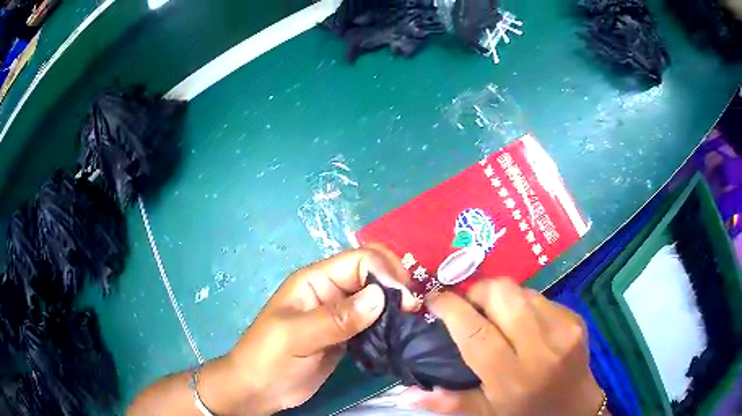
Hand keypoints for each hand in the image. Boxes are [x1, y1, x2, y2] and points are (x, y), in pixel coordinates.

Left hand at [202, 245, 417, 414]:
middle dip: (395, 284)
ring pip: (376, 296)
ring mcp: (340, 313)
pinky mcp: (347, 334)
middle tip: (411, 311)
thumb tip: (379, 296)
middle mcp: (330, 291)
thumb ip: (336, 318)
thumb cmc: (268, 358)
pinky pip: (374, 320)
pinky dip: (389, 323)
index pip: (359, 260)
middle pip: (372, 272)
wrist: (259, 389)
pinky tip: (398, 335)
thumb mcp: (296, 337)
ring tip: (411, 323)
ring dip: (395, 305)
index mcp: (315, 280)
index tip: (405, 303)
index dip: (385, 274)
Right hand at [398, 279, 604, 415]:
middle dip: (477, 291)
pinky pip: (540, 297)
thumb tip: (404, 394)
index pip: (475, 332)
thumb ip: (447, 402)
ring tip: (495, 314)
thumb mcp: (485, 413)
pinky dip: (524, 304)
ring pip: (521, 290)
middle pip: (502, 294)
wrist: (574, 407)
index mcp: (512, 377)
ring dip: (501, 297)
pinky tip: (523, 323)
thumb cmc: (525, 412)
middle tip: (467, 305)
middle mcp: (540, 348)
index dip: (451, 308)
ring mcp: (563, 329)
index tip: (434, 299)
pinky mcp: (575, 318)